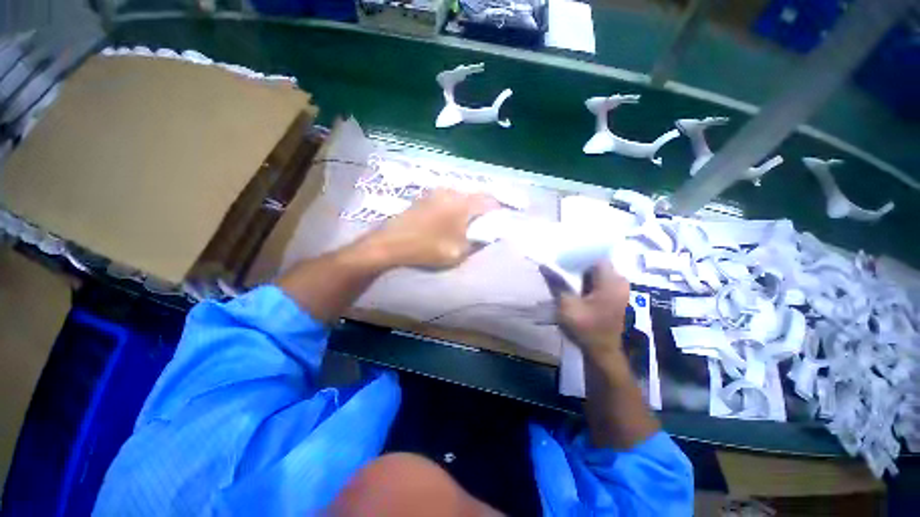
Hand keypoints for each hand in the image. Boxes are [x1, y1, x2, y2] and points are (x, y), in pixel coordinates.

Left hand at [362, 189, 498, 269]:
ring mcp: (437, 192)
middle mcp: (451, 192)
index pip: (490, 201)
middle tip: (486, 225)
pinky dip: (456, 208)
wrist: (390, 243)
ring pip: (462, 197)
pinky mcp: (426, 197)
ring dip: (469, 209)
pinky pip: (449, 199)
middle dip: (484, 210)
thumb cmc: (427, 248)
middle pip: (476, 197)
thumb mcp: (458, 252)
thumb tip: (489, 235)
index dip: (499, 210)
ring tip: (469, 224)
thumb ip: (478, 242)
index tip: (501, 222)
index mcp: (462, 203)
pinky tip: (451, 220)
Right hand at [544, 260, 630, 360]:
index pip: (595, 256)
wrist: (602, 353)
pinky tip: (575, 286)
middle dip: (578, 264)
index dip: (577, 255)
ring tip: (565, 275)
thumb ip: (556, 283)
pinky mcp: (615, 298)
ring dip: (582, 274)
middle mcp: (620, 282)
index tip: (562, 257)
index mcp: (611, 282)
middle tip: (560, 266)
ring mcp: (619, 290)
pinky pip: (600, 282)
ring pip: (598, 273)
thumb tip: (544, 265)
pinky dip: (587, 282)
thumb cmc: (586, 328)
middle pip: (597, 264)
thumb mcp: (567, 305)